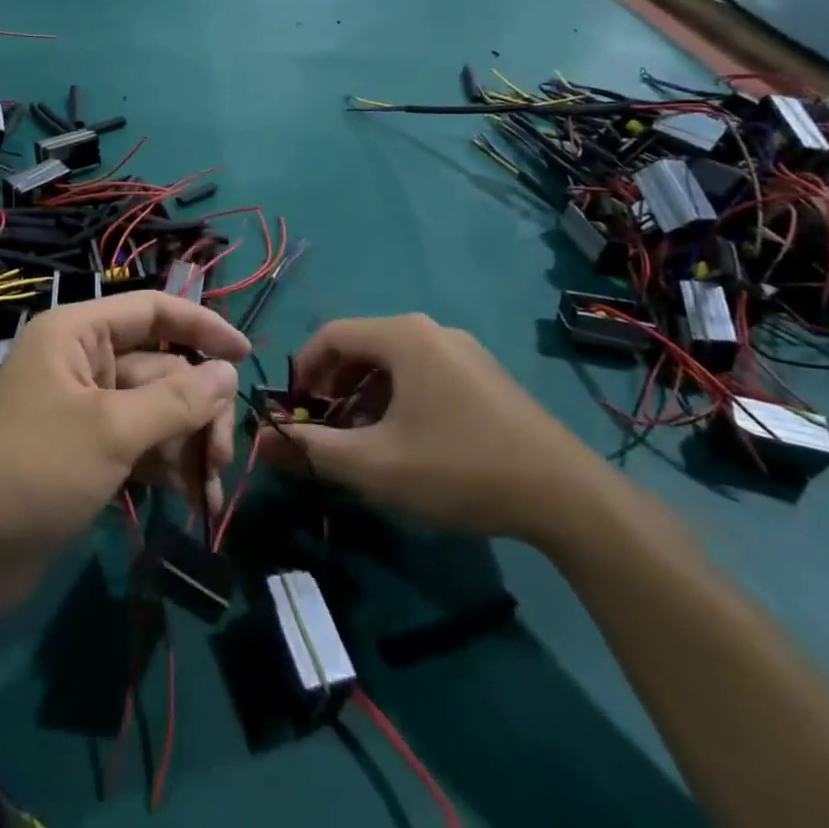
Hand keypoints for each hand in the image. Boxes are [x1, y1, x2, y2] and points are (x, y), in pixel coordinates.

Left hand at [0, 291, 248, 618]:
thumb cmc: (34, 471)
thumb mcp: (111, 430)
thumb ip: (176, 399)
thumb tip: (227, 372)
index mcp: (78, 334)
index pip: (153, 311)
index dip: (202, 327)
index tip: (246, 356)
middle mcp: (83, 363)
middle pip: (162, 370)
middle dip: (198, 412)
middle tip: (220, 458)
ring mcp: (85, 410)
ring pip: (156, 412)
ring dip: (188, 445)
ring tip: (207, 490)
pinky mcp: (87, 453)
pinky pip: (140, 444)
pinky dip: (166, 466)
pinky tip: (189, 498)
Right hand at [259, 314, 612, 547]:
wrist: (566, 496)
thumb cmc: (458, 469)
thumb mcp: (374, 465)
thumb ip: (311, 449)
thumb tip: (262, 442)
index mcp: (403, 336)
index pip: (329, 335)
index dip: (301, 372)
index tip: (293, 413)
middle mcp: (432, 331)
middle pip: (361, 347)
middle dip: (332, 388)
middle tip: (324, 430)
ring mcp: (463, 351)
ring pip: (392, 364)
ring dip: (363, 397)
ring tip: (361, 442)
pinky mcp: (484, 376)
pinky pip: (422, 375)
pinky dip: (397, 400)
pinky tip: (405, 443)